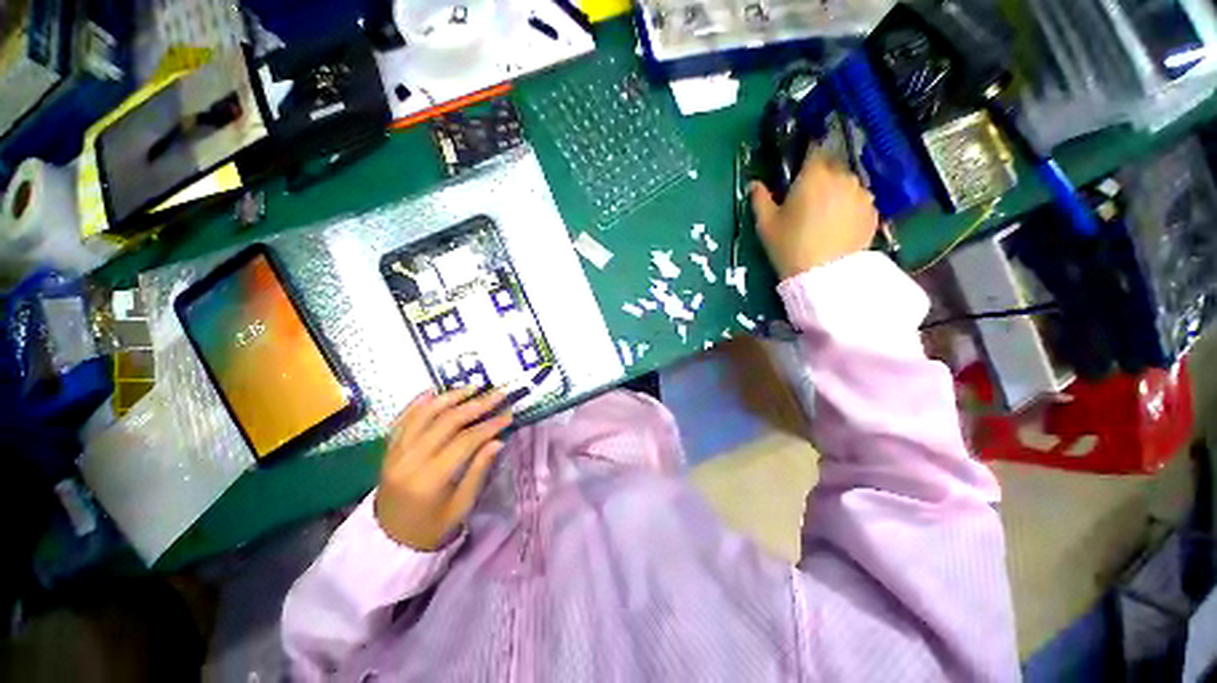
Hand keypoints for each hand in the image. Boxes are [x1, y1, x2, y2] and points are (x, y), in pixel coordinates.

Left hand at [374, 387, 511, 550]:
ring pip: (424, 415)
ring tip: (473, 387)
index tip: (509, 414)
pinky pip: (402, 419)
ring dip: (450, 397)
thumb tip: (498, 440)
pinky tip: (435, 391)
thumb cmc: (431, 528)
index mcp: (430, 479)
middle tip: (498, 394)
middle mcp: (409, 461)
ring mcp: (395, 453)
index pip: (465, 441)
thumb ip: (478, 471)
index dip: (489, 425)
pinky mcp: (388, 450)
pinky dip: (419, 403)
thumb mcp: (461, 507)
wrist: (387, 542)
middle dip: (476, 405)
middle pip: (446, 422)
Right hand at [749, 153, 879, 279]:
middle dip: (821, 176)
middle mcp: (843, 177)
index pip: (814, 150)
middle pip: (833, 166)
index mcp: (814, 175)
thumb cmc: (789, 246)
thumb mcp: (766, 224)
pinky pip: (859, 202)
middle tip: (808, 200)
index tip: (799, 170)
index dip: (806, 158)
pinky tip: (839, 227)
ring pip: (847, 184)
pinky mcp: (873, 212)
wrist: (823, 276)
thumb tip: (754, 184)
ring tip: (826, 216)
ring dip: (837, 192)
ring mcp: (862, 194)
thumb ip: (760, 199)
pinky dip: (850, 208)